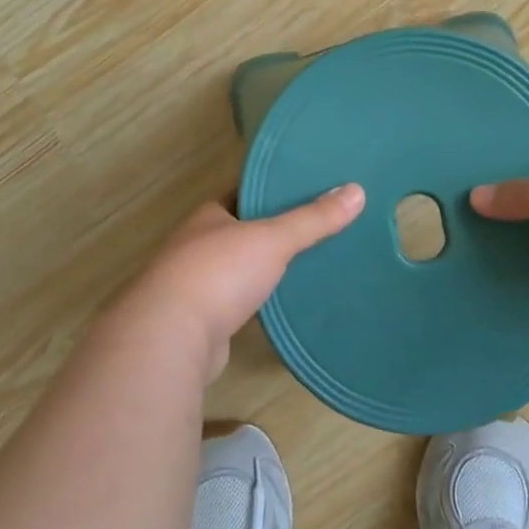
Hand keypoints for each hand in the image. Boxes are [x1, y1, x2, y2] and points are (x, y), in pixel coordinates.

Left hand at [103, 183, 365, 380]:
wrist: (171, 337)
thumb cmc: (219, 273)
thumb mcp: (273, 239)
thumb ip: (312, 219)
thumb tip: (357, 190)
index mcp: (209, 216)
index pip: (244, 194)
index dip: (272, 191)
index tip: (307, 190)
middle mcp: (197, 245)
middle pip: (242, 232)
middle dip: (273, 232)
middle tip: (318, 228)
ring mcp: (194, 285)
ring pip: (239, 269)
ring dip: (264, 269)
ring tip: (308, 264)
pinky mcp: (200, 322)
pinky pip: (237, 303)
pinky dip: (257, 301)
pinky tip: (283, 304)